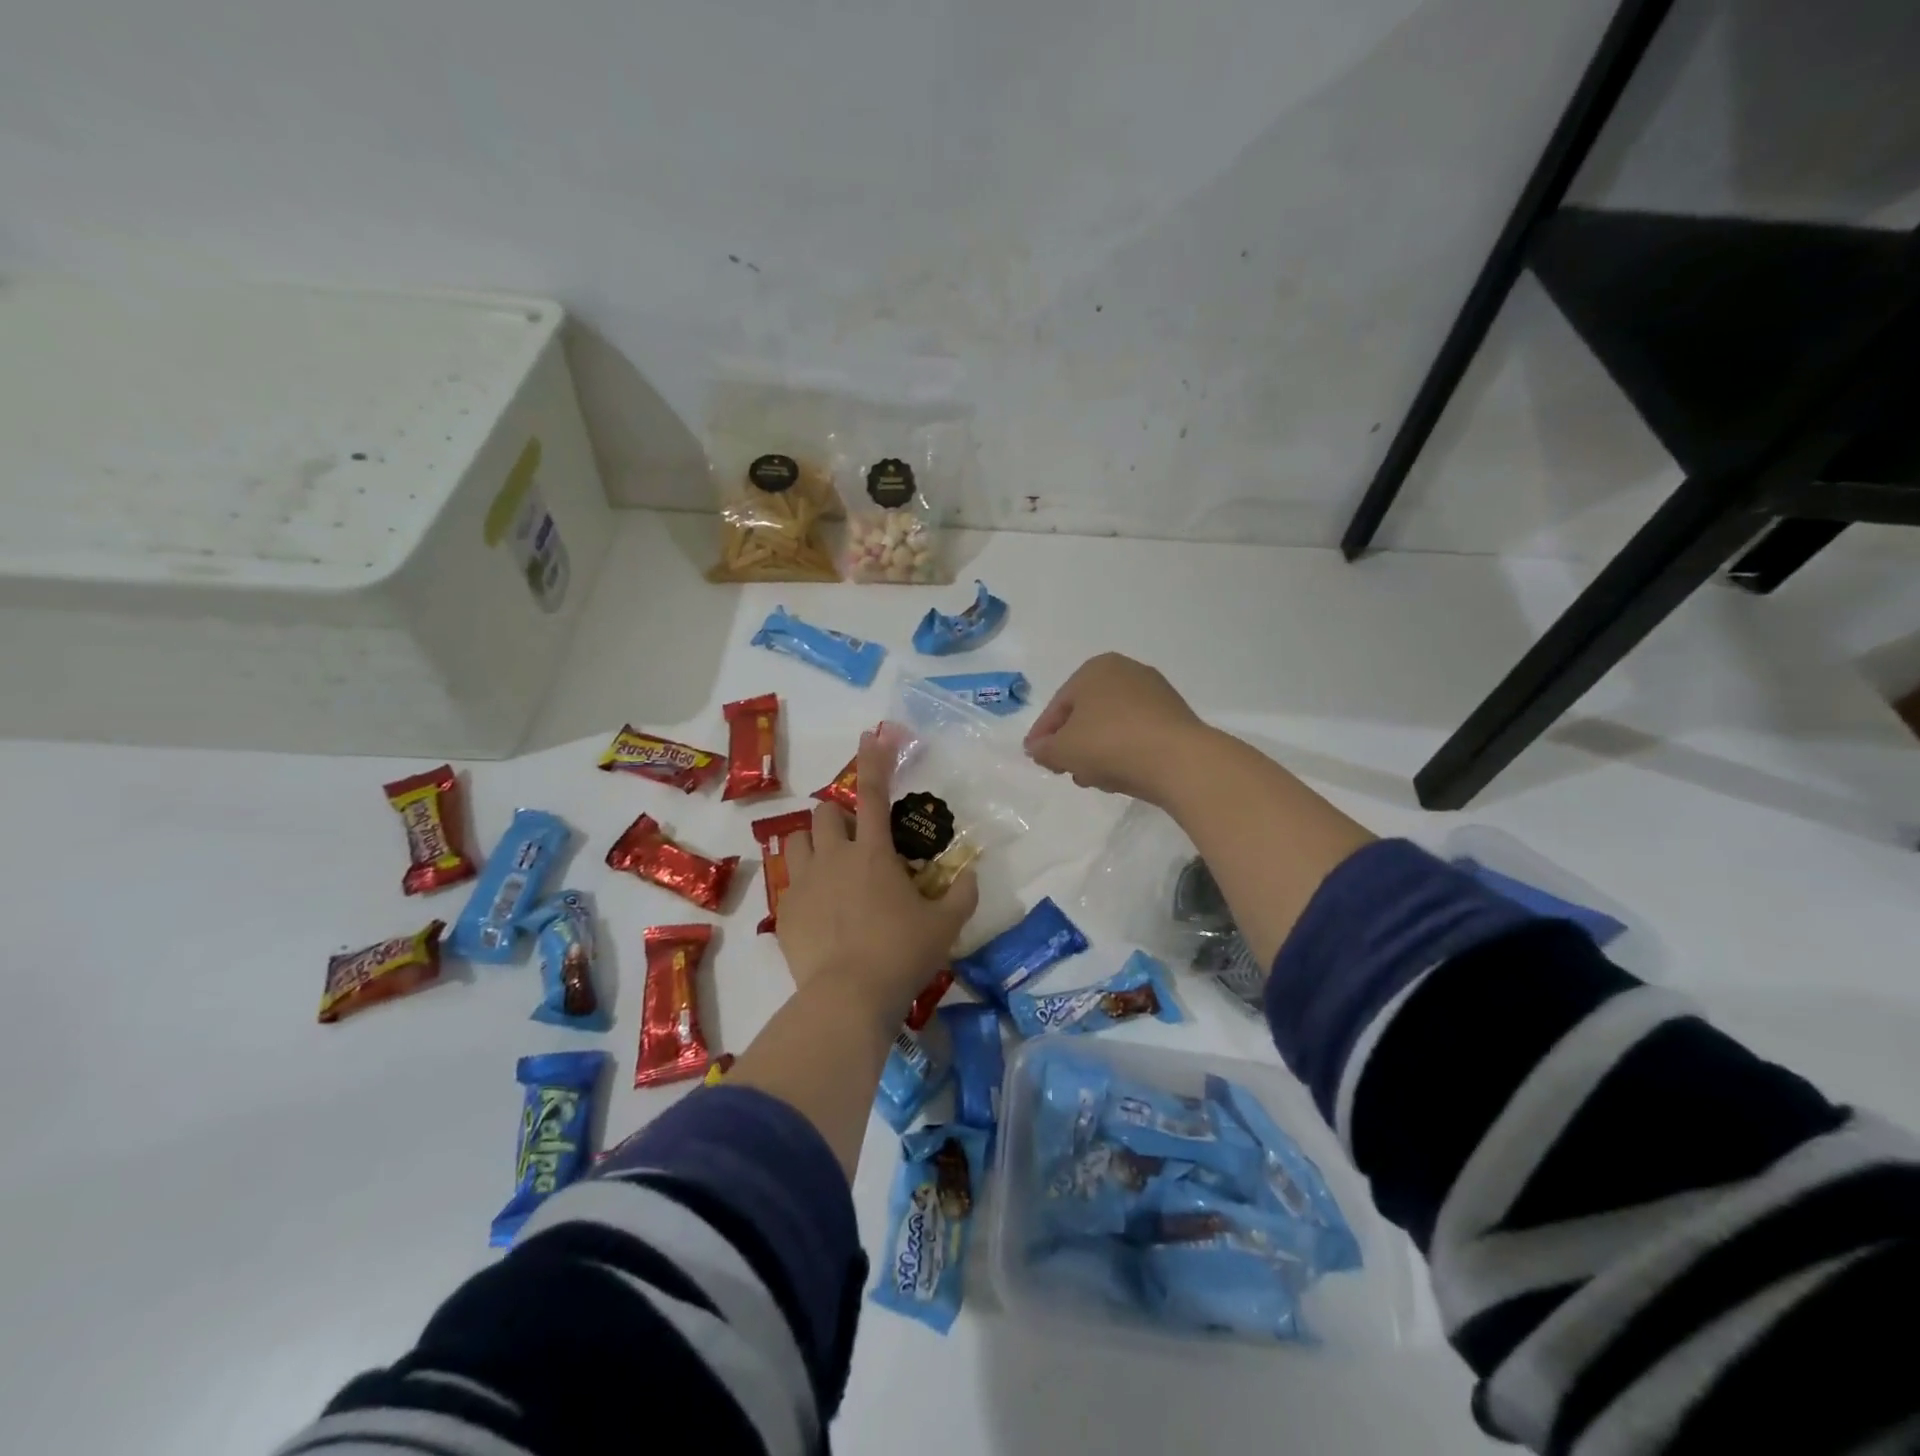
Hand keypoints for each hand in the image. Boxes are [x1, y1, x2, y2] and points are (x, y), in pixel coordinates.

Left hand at [775, 732, 978, 1025]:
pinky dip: (803, 884)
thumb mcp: (945, 925)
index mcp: (873, 852)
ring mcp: (803, 883)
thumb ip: (962, 895)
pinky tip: (819, 911)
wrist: (847, 998)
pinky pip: (788, 883)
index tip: (871, 735)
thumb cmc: (902, 953)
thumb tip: (970, 875)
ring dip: (814, 843)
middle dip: (839, 815)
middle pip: (825, 813)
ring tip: (830, 866)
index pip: (871, 792)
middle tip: (857, 840)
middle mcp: (833, 857)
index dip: (874, 760)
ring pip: (797, 841)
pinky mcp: (785, 912)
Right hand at [1024, 653, 1208, 802]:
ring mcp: (1155, 693)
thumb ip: (1044, 749)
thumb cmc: (1110, 744)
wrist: (1179, 760)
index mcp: (1095, 669)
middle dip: (1072, 744)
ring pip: (1111, 726)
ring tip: (1092, 779)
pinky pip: (1136, 734)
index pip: (1058, 705)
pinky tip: (1119, 776)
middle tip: (1064, 770)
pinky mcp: (1175, 717)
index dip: (1042, 734)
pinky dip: (1123, 752)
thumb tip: (1038, 749)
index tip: (1035, 758)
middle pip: (1086, 714)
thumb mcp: (1063, 749)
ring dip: (1096, 752)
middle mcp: (1126, 672)